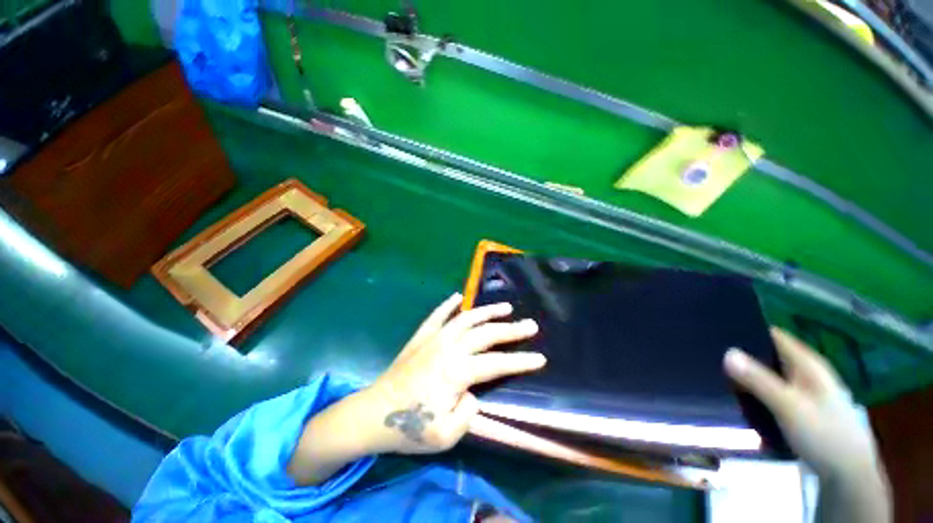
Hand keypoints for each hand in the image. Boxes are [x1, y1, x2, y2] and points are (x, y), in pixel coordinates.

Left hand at [364, 293, 544, 454]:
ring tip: (505, 307)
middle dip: (511, 330)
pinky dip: (449, 304)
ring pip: (466, 318)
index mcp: (456, 372)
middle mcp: (448, 348)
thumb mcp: (445, 436)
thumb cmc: (410, 429)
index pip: (497, 363)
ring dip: (487, 311)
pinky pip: (438, 314)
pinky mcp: (421, 336)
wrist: (373, 414)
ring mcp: (434, 338)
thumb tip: (475, 392)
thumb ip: (468, 413)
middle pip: (486, 334)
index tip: (540, 357)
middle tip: (530, 324)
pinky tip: (458, 296)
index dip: (520, 361)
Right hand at [724, 328, 883, 481]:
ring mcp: (802, 392)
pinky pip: (769, 393)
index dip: (747, 329)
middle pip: (768, 354)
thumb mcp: (790, 407)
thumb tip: (726, 352)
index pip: (773, 335)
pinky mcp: (797, 410)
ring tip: (714, 373)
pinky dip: (753, 391)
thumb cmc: (824, 434)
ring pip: (768, 375)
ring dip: (746, 375)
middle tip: (709, 354)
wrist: (848, 475)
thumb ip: (759, 380)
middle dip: (741, 354)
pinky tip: (736, 397)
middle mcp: (805, 373)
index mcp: (808, 364)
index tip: (716, 330)